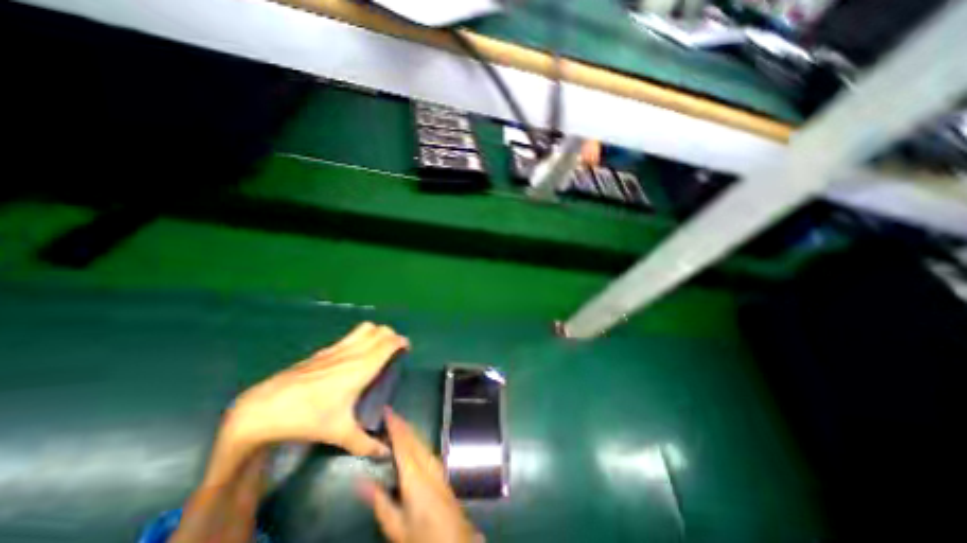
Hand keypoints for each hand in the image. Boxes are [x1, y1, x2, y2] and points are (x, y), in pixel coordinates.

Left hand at [218, 325, 405, 458]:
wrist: (265, 408)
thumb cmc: (308, 418)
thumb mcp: (339, 433)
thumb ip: (365, 444)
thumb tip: (385, 454)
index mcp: (362, 367)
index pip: (389, 343)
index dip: (402, 342)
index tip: (406, 350)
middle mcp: (353, 352)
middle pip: (381, 331)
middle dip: (392, 336)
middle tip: (393, 352)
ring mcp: (338, 348)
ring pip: (366, 328)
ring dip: (377, 333)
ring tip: (377, 349)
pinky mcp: (324, 350)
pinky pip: (351, 335)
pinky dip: (361, 338)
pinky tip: (354, 356)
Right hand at [358, 411, 483, 542]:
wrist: (455, 540)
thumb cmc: (422, 536)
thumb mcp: (396, 526)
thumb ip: (379, 501)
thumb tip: (360, 480)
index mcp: (414, 475)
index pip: (403, 442)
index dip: (395, 425)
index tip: (386, 410)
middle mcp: (427, 463)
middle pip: (413, 437)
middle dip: (401, 423)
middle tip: (388, 413)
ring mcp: (436, 465)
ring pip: (421, 440)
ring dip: (409, 429)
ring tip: (396, 422)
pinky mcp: (440, 469)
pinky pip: (425, 447)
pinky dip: (415, 439)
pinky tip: (411, 440)